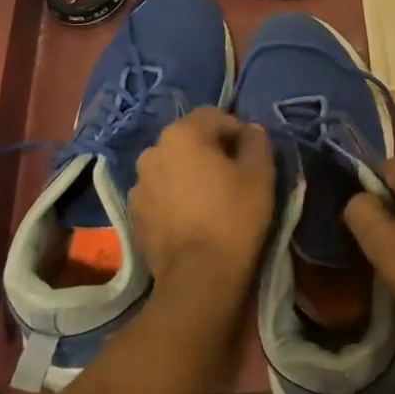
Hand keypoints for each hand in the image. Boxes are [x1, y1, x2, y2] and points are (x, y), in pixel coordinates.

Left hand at [131, 107, 275, 298]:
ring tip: (211, 200)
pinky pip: (161, 193)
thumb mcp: (260, 174)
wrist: (198, 277)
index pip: (214, 116)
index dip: (237, 131)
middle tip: (234, 176)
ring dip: (190, 174)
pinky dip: (175, 197)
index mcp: (181, 134)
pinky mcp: (134, 213)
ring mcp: (138, 184)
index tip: (252, 156)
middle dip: (211, 151)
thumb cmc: (234, 217)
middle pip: (189, 140)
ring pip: (172, 166)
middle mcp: (152, 151)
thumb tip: (250, 131)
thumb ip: (256, 142)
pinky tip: (193, 219)